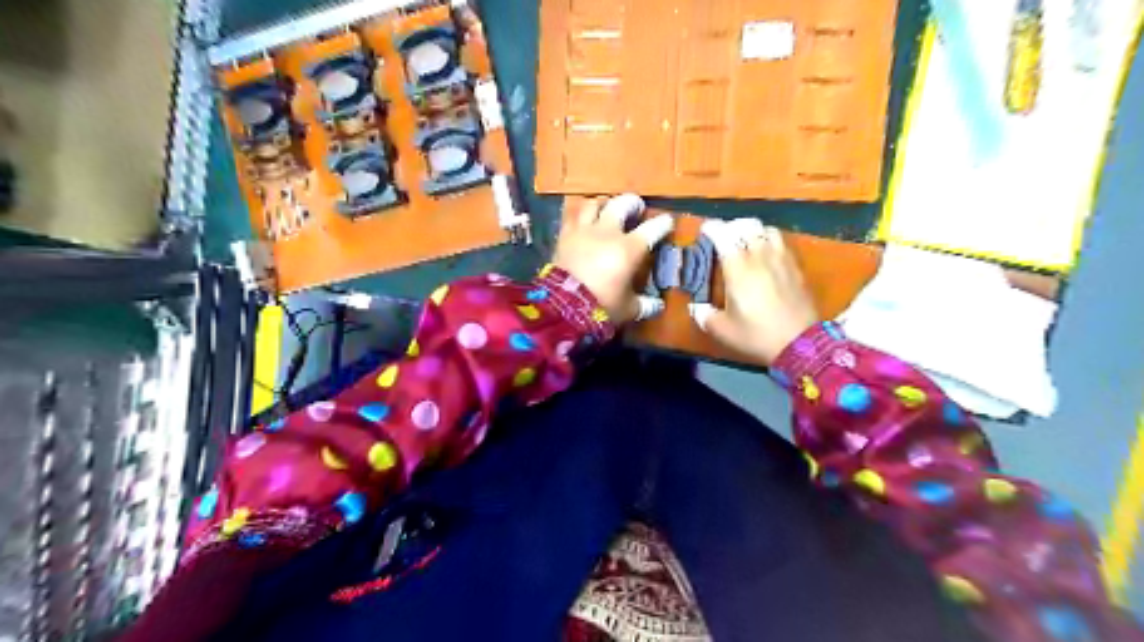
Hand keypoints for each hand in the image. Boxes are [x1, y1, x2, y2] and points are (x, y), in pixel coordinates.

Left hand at [551, 194, 670, 326]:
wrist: (563, 305)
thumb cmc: (602, 305)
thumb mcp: (629, 309)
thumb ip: (644, 305)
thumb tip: (657, 306)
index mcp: (629, 248)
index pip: (652, 228)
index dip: (663, 223)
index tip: (667, 222)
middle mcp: (608, 232)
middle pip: (622, 204)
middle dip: (632, 203)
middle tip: (636, 208)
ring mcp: (584, 230)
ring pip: (594, 204)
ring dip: (604, 203)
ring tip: (607, 207)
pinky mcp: (564, 235)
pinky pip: (572, 216)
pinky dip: (580, 214)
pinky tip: (582, 219)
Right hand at [693, 218, 816, 366]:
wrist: (800, 343)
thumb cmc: (756, 335)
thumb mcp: (723, 330)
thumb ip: (704, 316)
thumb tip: (695, 307)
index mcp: (738, 268)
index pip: (723, 234)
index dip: (712, 228)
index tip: (705, 230)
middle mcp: (759, 256)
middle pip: (746, 225)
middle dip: (732, 227)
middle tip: (724, 237)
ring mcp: (781, 259)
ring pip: (766, 229)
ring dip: (753, 231)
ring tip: (746, 242)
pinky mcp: (796, 266)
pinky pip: (781, 242)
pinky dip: (770, 240)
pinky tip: (766, 255)